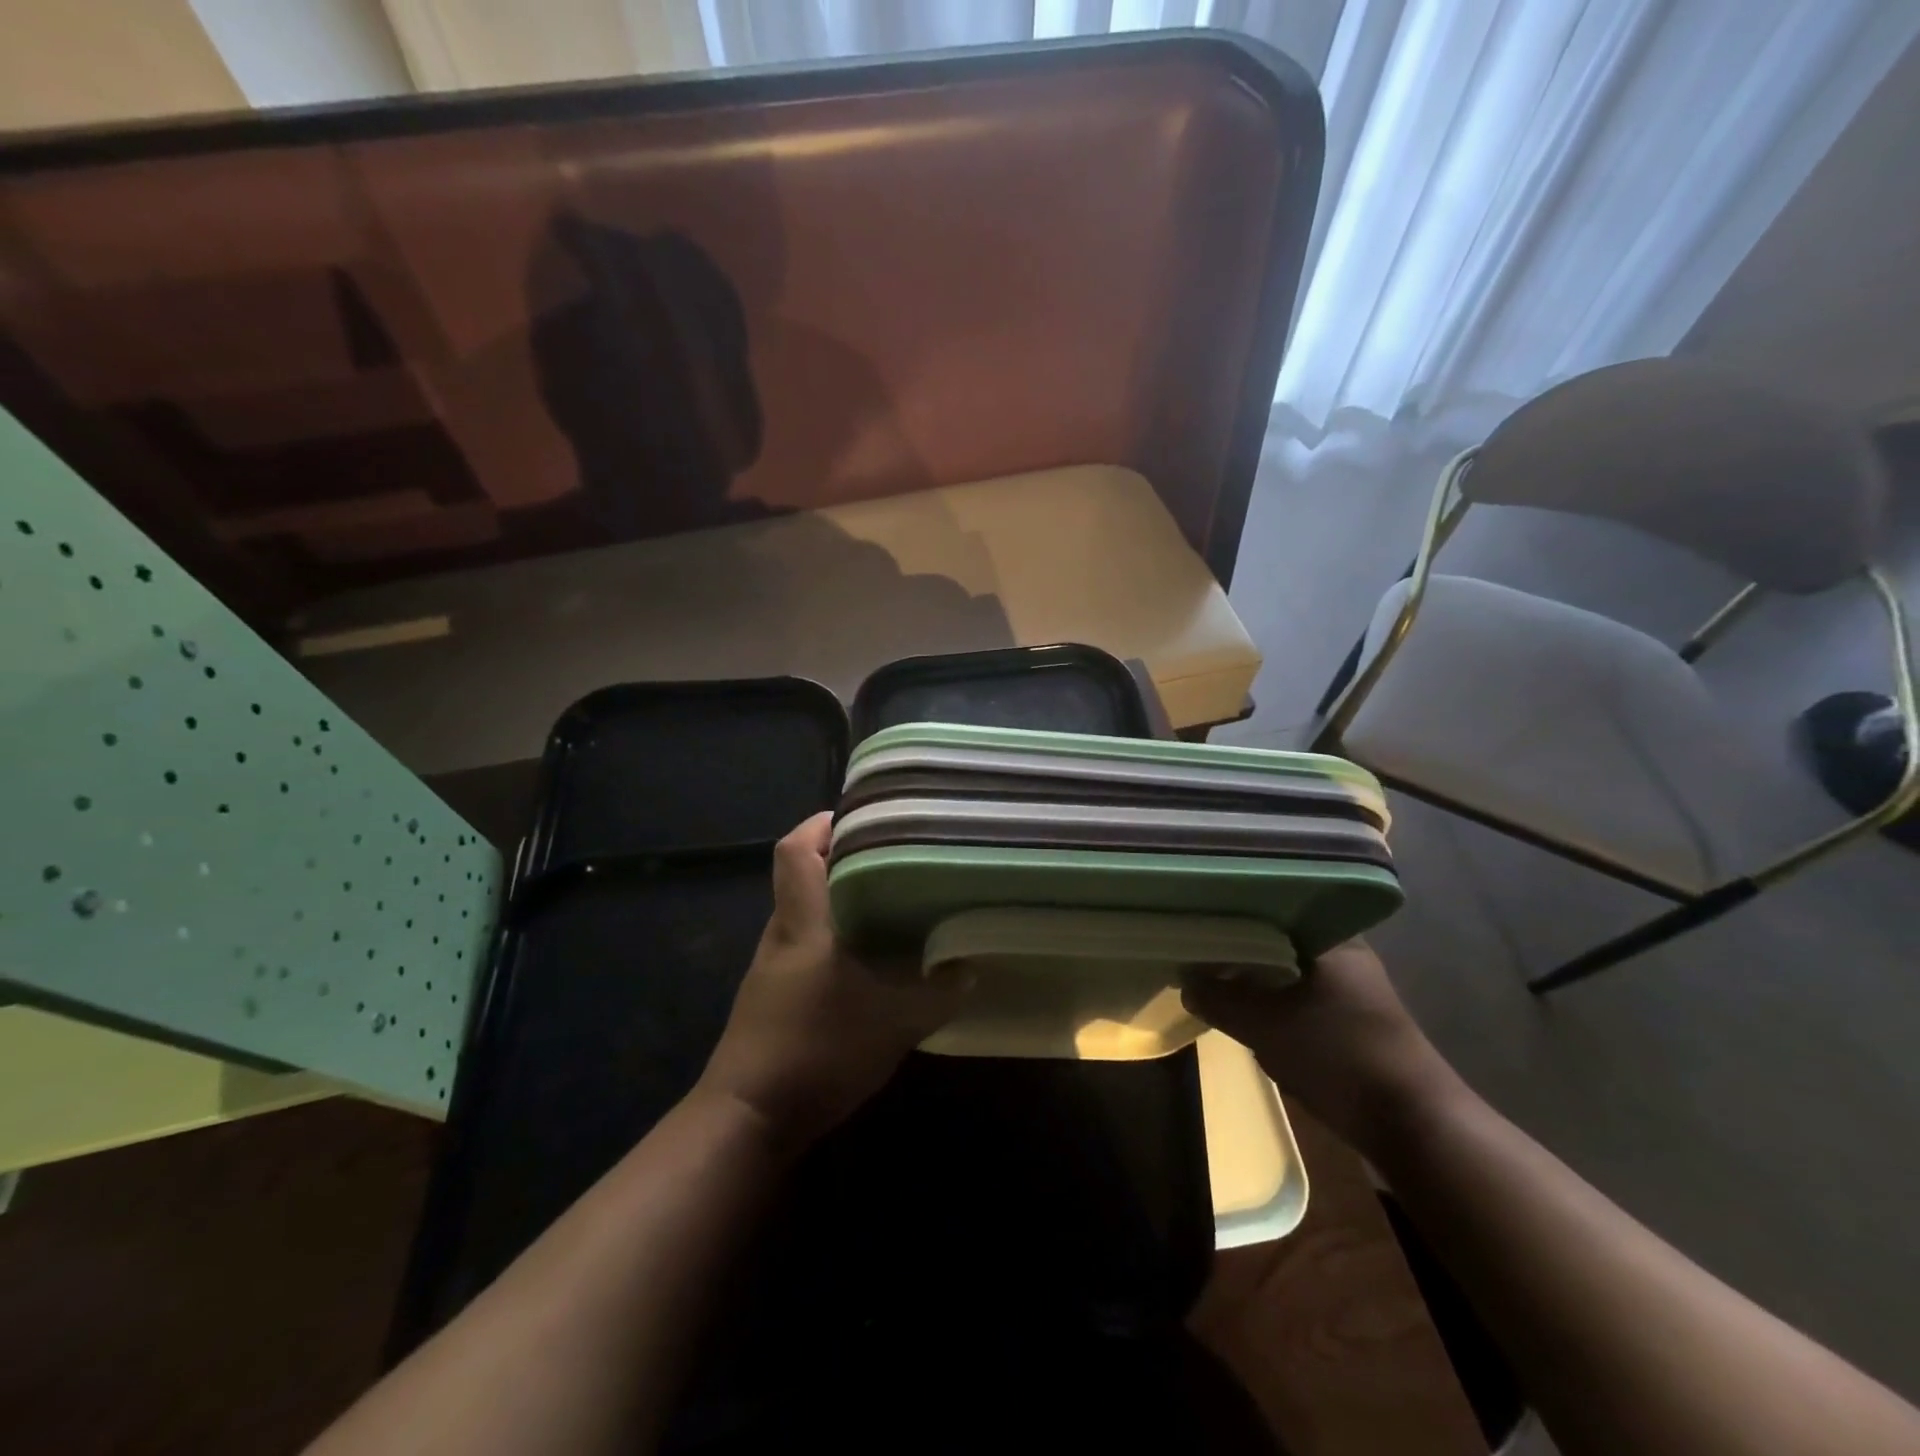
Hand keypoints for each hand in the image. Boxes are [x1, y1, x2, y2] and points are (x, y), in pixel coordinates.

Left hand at [696, 812, 966, 1153]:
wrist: (748, 1120)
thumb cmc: (817, 1049)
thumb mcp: (894, 1021)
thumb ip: (937, 992)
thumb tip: (969, 969)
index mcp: (804, 921)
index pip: (795, 850)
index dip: (821, 824)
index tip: (861, 817)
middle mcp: (784, 934)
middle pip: (803, 875)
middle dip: (843, 860)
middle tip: (895, 859)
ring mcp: (774, 968)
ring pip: (808, 915)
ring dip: (842, 904)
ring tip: (893, 906)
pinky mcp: (774, 999)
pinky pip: (808, 950)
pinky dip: (837, 943)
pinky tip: (871, 964)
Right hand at [1182, 938, 1461, 1156]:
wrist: (1414, 1127)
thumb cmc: (1338, 1057)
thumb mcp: (1264, 1026)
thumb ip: (1218, 999)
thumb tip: (1184, 983)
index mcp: (1330, 937)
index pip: (1269, 908)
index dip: (1229, 917)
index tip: (1196, 925)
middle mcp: (1344, 953)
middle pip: (1274, 941)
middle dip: (1237, 953)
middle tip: (1197, 957)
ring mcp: (1351, 988)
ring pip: (1286, 972)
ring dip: (1254, 982)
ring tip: (1214, 983)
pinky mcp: (1351, 1020)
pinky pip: (1299, 998)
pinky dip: (1274, 1004)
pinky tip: (1248, 1016)